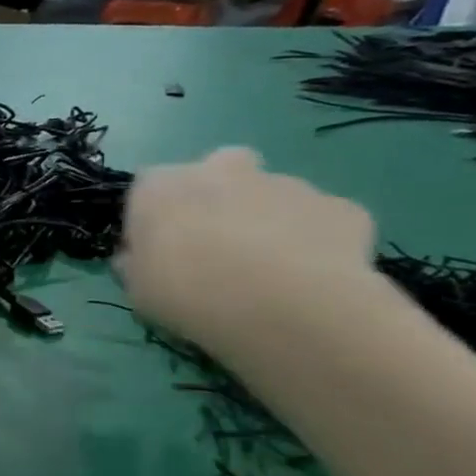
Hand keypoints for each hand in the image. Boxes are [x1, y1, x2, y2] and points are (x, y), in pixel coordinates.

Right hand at [115, 148, 376, 355]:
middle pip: (217, 169)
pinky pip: (320, 220)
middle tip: (215, 243)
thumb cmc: (187, 292)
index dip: (152, 217)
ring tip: (268, 271)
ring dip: (266, 219)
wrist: (284, 306)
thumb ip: (135, 263)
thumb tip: (138, 257)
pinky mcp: (340, 207)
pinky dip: (314, 240)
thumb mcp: (136, 288)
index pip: (147, 188)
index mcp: (160, 186)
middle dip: (217, 196)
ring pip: (271, 194)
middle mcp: (221, 169)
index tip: (157, 249)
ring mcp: (286, 184)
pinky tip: (310, 276)